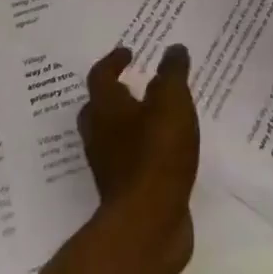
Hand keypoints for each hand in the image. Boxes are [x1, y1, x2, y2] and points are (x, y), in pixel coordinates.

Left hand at [78, 44, 199, 273]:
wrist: (148, 224)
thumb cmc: (156, 153)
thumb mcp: (172, 102)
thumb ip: (173, 73)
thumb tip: (173, 49)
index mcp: (106, 108)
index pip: (101, 76)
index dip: (113, 61)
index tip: (129, 52)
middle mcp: (100, 135)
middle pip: (99, 108)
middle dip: (115, 94)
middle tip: (136, 83)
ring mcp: (109, 167)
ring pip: (112, 136)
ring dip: (129, 124)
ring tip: (156, 115)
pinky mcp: (124, 192)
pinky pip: (130, 161)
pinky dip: (142, 150)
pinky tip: (165, 151)